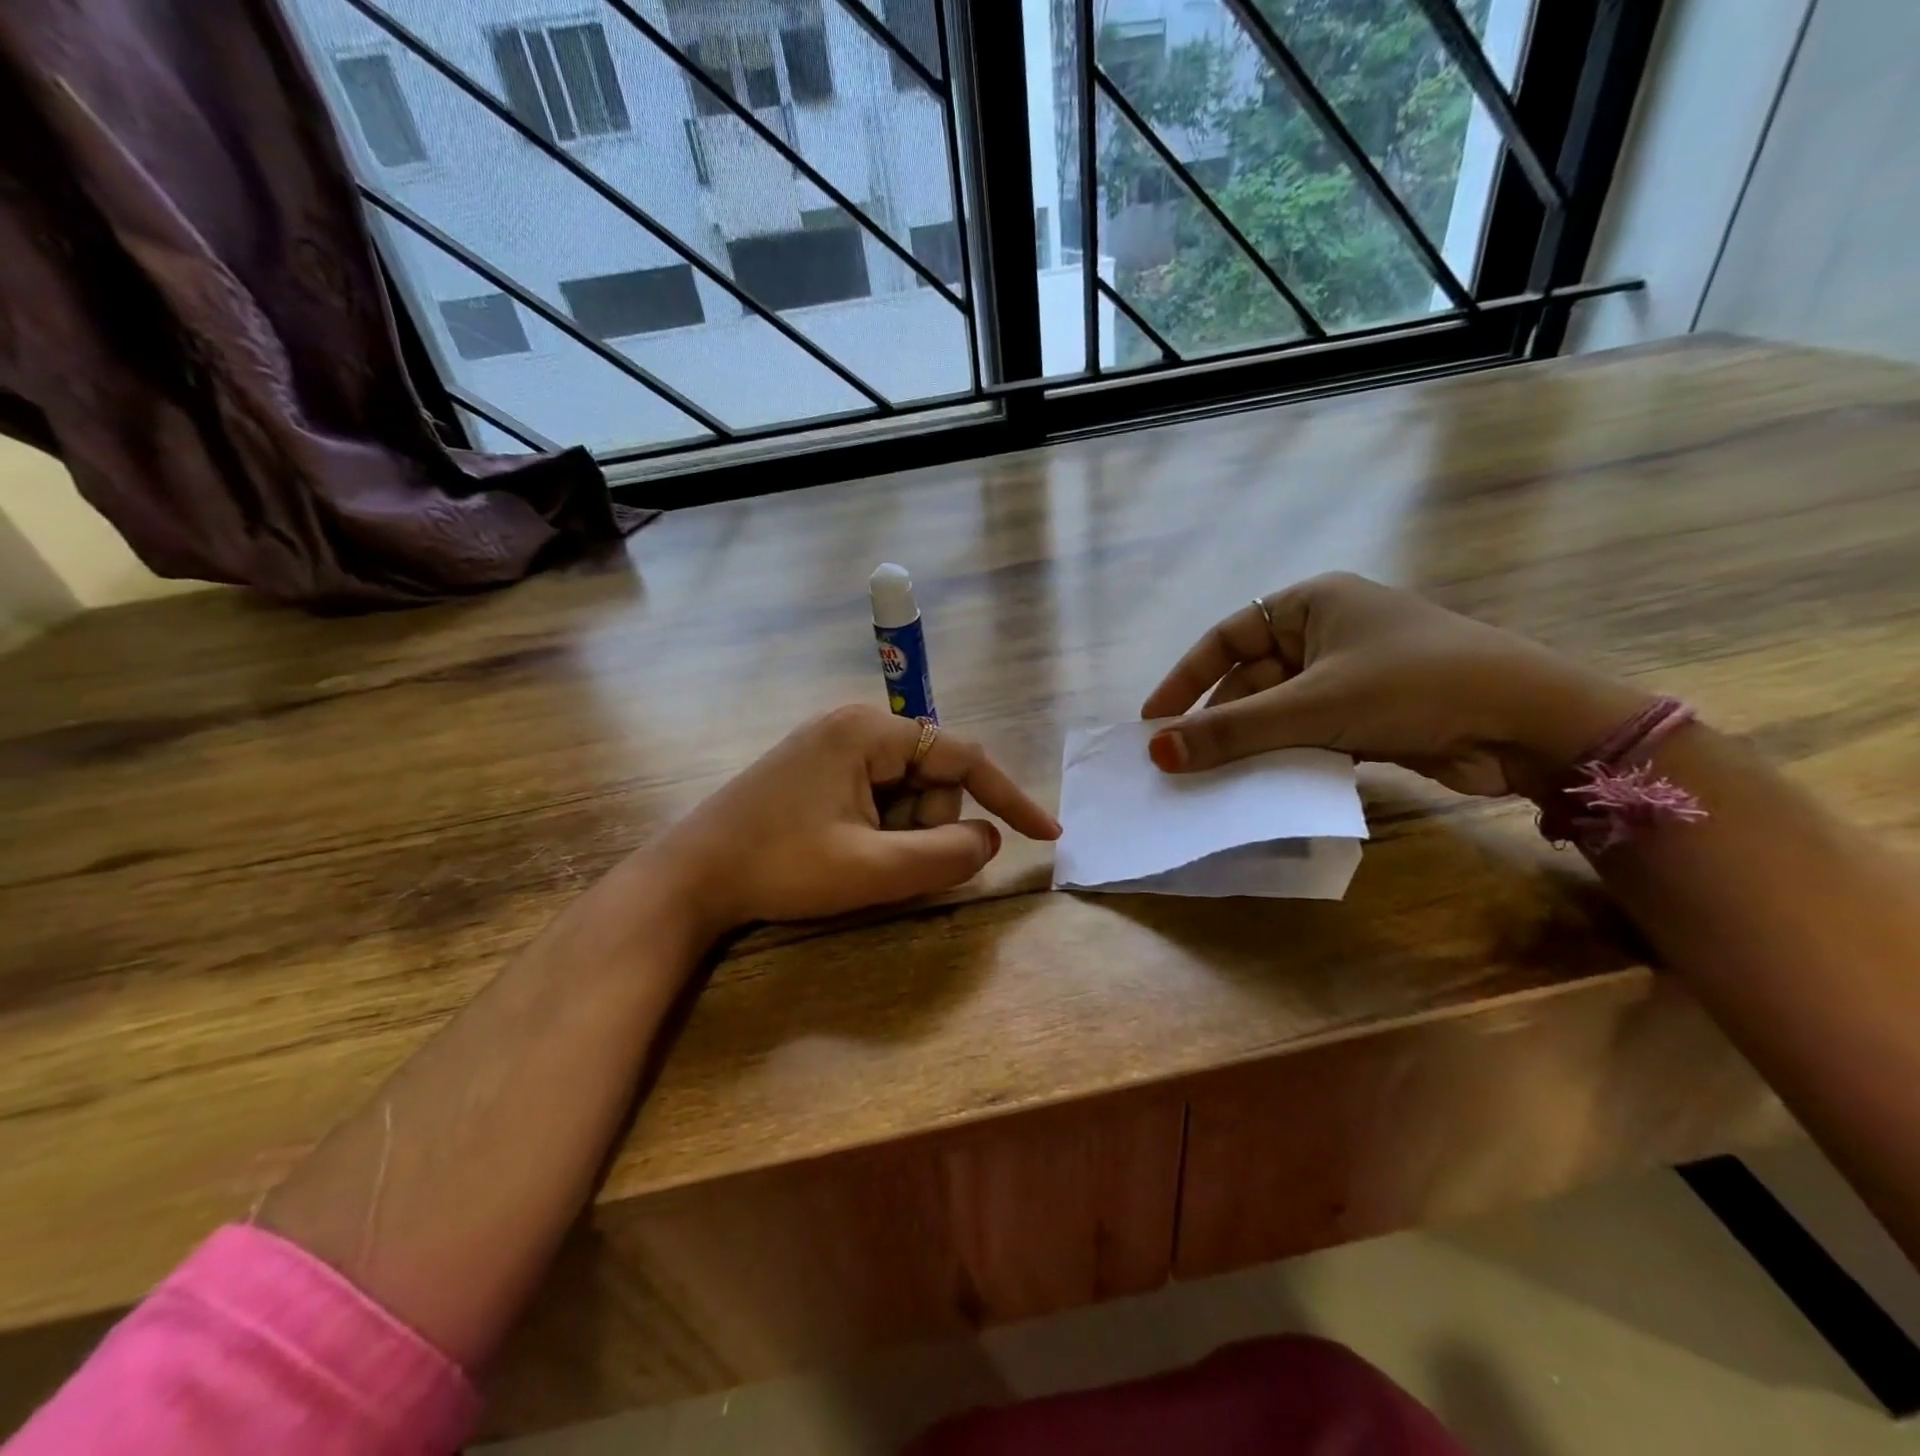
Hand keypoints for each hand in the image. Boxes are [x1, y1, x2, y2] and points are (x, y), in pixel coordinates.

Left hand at [658, 705, 1059, 931]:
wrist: (691, 876)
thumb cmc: (780, 867)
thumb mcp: (871, 869)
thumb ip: (945, 856)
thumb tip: (990, 841)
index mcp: (870, 732)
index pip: (963, 757)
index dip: (1009, 797)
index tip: (1046, 834)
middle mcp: (856, 725)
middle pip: (932, 778)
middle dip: (924, 827)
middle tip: (880, 860)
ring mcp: (834, 745)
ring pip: (906, 793)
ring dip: (899, 834)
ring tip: (852, 858)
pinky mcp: (820, 769)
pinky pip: (877, 797)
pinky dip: (878, 830)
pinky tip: (841, 850)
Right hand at [1141, 573, 1651, 797]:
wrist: (1529, 724)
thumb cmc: (1414, 686)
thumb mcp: (1313, 705)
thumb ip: (1232, 730)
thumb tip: (1156, 751)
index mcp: (1311, 603)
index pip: (1226, 636)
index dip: (1185, 678)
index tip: (1153, 720)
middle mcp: (1326, 632)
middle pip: (1250, 678)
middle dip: (1217, 719)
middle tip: (1179, 761)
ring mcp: (1349, 675)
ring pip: (1277, 711)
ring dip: (1248, 744)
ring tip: (1209, 781)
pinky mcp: (1367, 715)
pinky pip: (1305, 733)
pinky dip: (1282, 757)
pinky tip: (1258, 786)